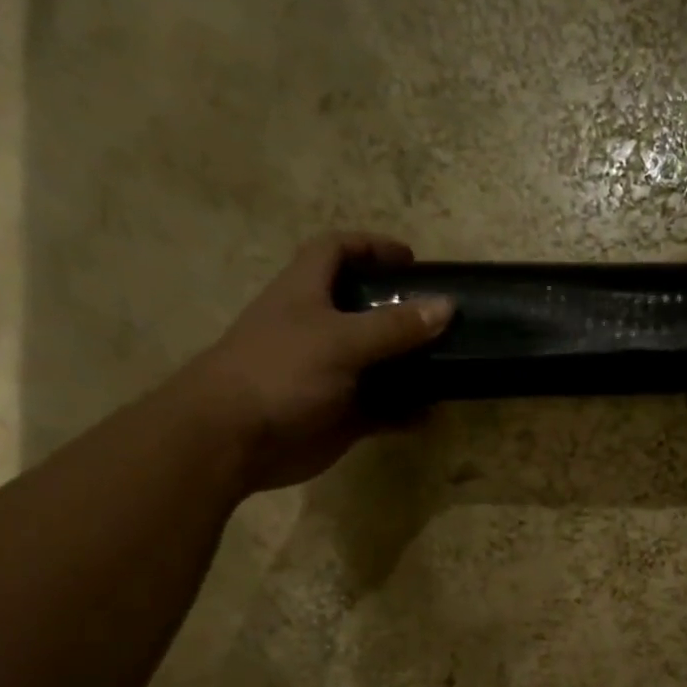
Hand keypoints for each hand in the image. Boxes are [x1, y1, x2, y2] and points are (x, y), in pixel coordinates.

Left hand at [179, 231, 451, 490]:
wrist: (235, 438)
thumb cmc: (281, 372)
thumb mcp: (340, 340)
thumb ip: (394, 325)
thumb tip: (447, 305)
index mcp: (307, 293)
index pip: (336, 251)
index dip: (370, 247)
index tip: (411, 261)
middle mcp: (319, 329)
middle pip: (364, 309)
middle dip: (402, 310)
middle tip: (443, 317)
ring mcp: (331, 375)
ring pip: (378, 363)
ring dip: (410, 365)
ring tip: (451, 364)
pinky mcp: (339, 416)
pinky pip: (382, 410)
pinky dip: (405, 412)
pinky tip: (433, 415)